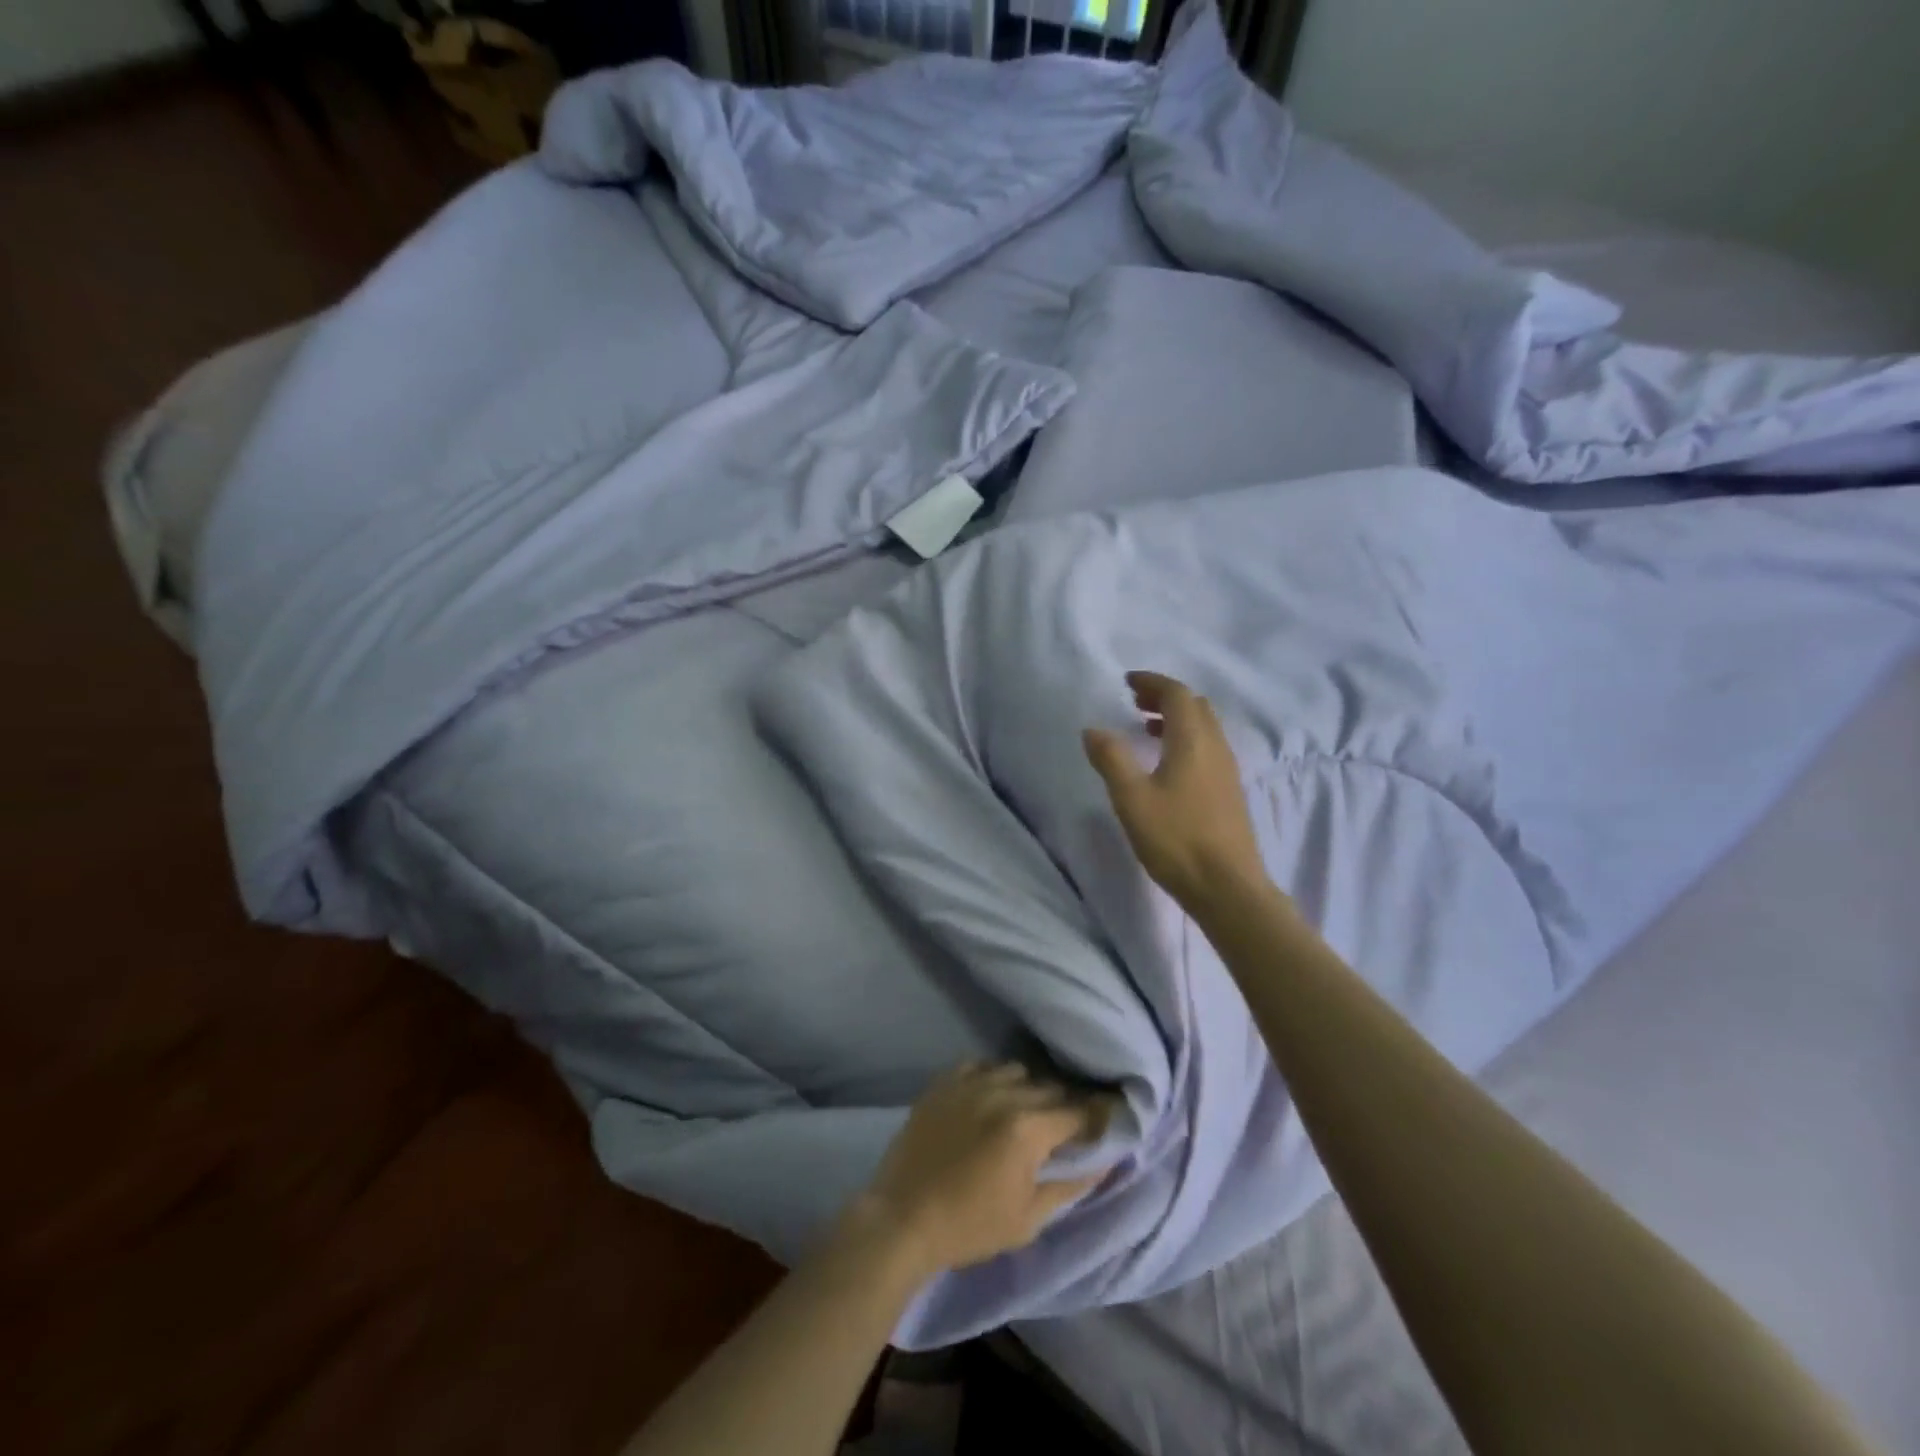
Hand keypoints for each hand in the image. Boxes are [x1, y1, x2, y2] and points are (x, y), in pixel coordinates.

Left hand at [845, 1063, 1105, 1282]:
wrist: (902, 1218)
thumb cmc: (970, 1226)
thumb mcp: (1029, 1218)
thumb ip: (1071, 1185)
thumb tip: (1106, 1161)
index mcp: (1028, 1128)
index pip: (1079, 1112)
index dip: (1097, 1118)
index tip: (1106, 1123)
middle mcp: (1003, 1093)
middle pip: (1051, 1087)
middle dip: (1065, 1106)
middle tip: (1066, 1127)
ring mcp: (971, 1082)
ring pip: (1017, 1071)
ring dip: (1029, 1089)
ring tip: (1025, 1112)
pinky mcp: (945, 1080)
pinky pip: (982, 1064)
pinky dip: (994, 1077)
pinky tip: (991, 1098)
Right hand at [1083, 670, 1268, 912]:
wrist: (1228, 887)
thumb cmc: (1177, 839)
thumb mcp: (1132, 799)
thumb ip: (1111, 759)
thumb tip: (1093, 729)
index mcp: (1193, 741)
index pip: (1177, 694)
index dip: (1152, 682)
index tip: (1127, 682)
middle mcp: (1216, 747)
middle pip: (1195, 706)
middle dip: (1165, 697)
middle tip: (1135, 702)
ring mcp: (1227, 770)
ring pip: (1204, 728)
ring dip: (1177, 719)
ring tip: (1146, 729)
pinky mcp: (1229, 792)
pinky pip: (1208, 748)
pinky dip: (1186, 740)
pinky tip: (1167, 765)